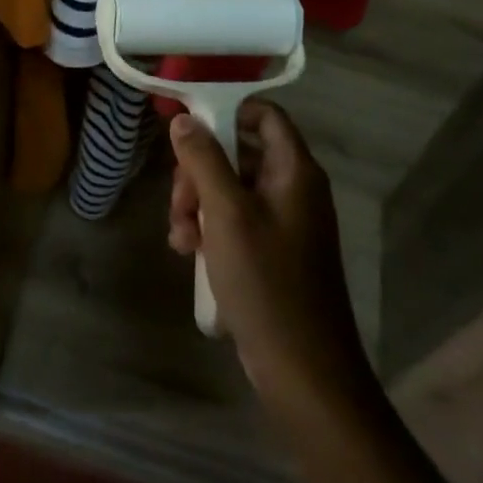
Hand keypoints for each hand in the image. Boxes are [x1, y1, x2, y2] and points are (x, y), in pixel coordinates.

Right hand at [168, 101, 373, 419]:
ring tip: (180, 236)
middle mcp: (294, 189)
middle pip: (241, 153)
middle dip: (200, 171)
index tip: (189, 128)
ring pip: (232, 189)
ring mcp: (285, 222)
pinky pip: (237, 222)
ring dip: (199, 204)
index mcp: (295, 170)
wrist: (303, 371)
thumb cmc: (266, 282)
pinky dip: (211, 229)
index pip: (264, 115)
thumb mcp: (226, 214)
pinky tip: (188, 252)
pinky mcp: (275, 252)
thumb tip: (184, 119)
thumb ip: (204, 160)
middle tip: (179, 200)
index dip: (228, 111)